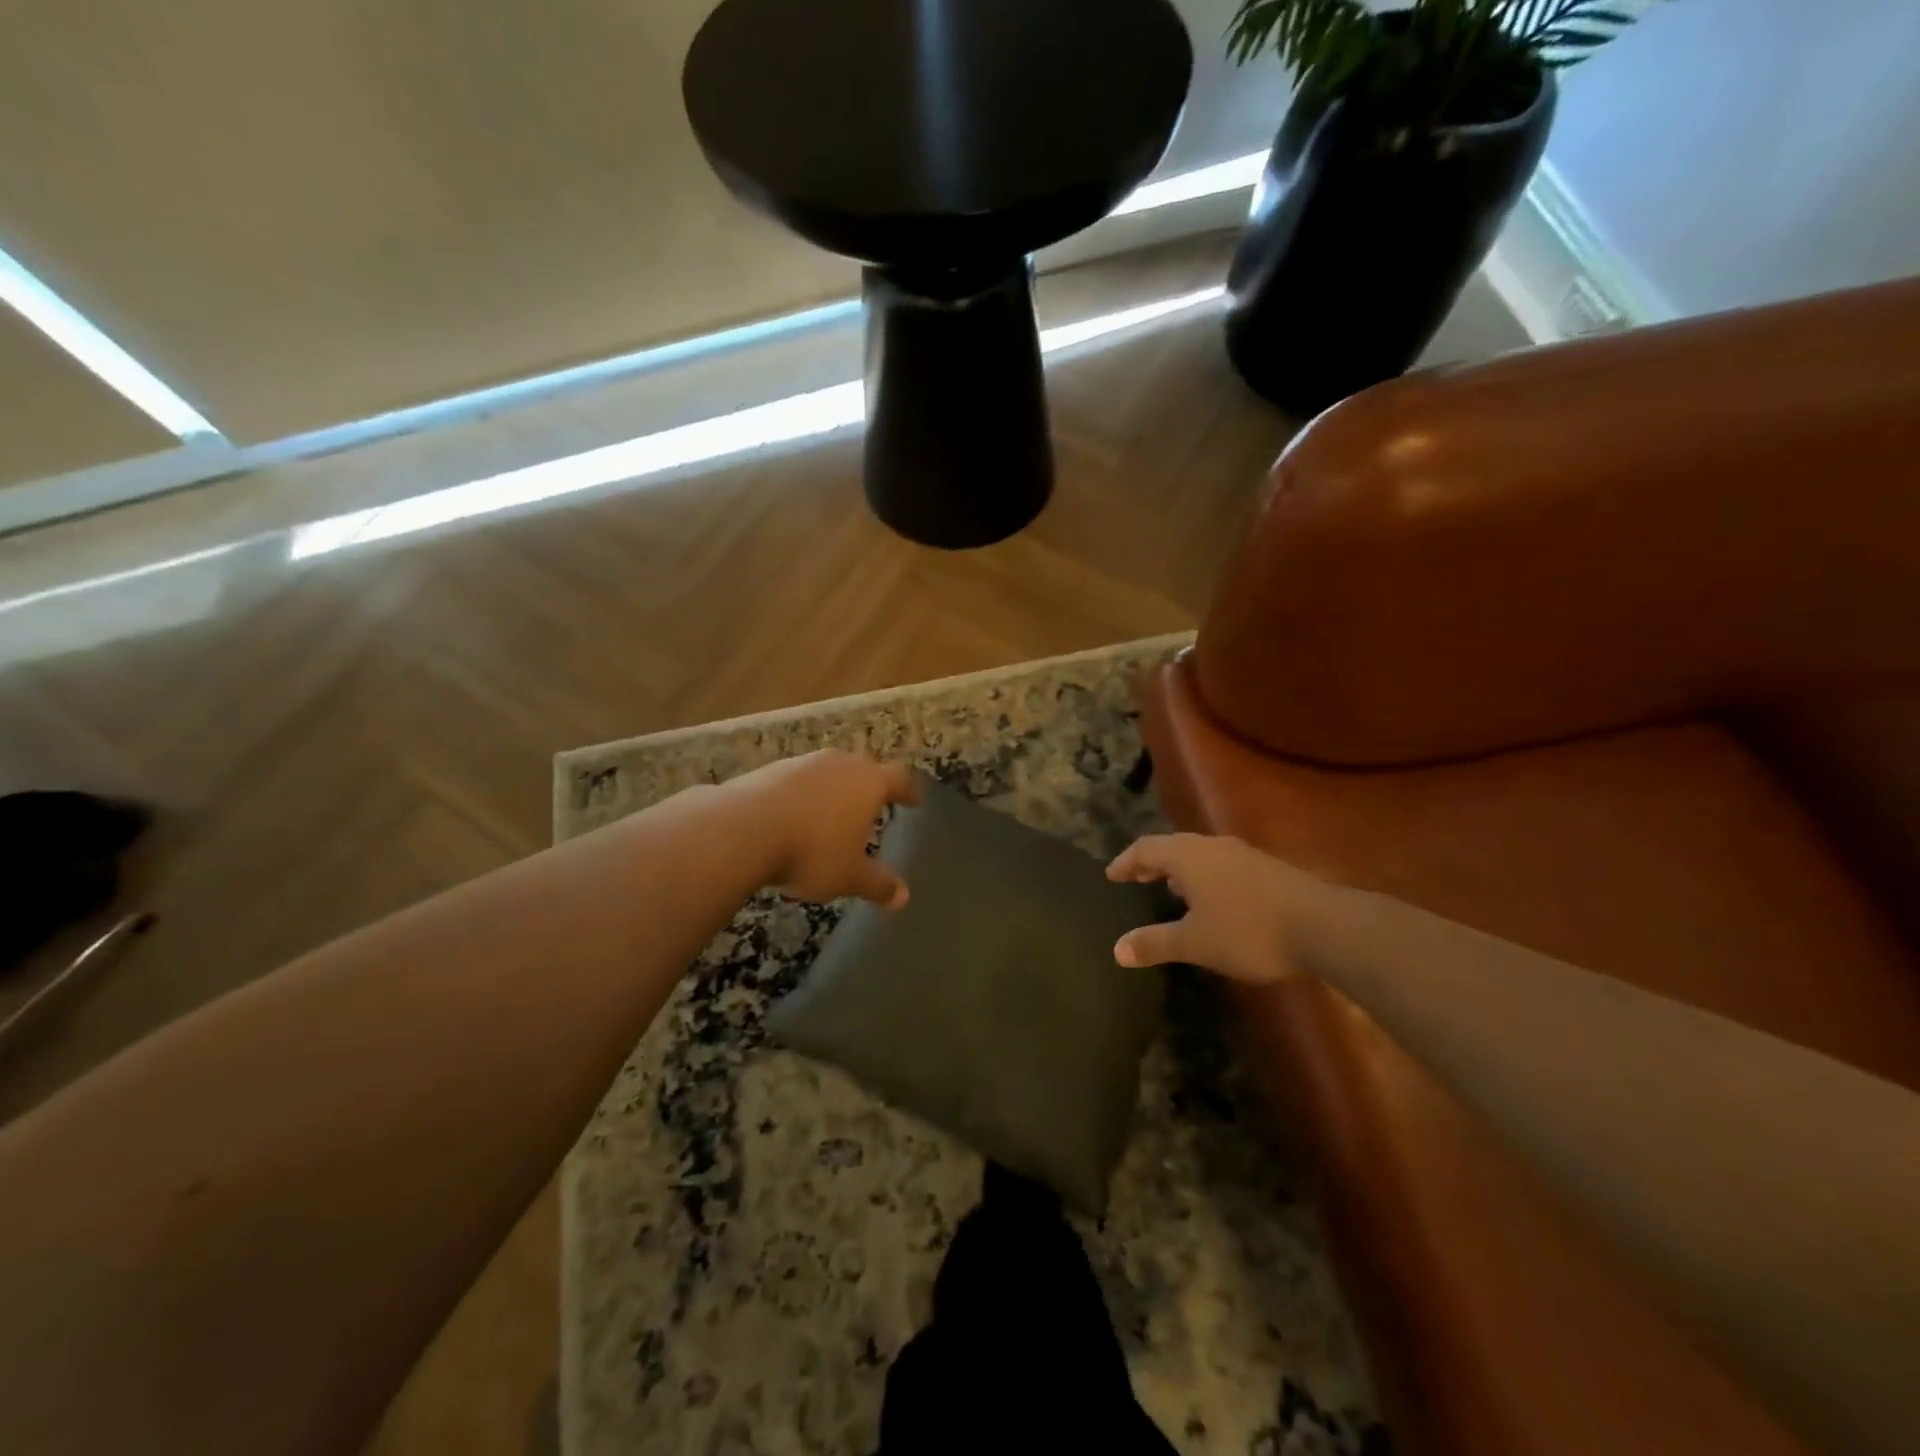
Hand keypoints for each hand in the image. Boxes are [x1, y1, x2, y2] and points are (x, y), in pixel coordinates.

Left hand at [724, 750, 920, 908]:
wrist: (742, 829)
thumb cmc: (811, 851)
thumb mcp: (849, 876)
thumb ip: (878, 884)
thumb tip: (903, 898)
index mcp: (869, 782)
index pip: (899, 780)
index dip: (908, 791)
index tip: (914, 800)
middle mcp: (840, 764)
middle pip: (863, 769)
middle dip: (870, 786)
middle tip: (874, 803)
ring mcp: (804, 763)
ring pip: (828, 772)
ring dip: (834, 789)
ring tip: (833, 813)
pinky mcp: (771, 769)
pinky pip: (798, 781)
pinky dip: (803, 795)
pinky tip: (795, 817)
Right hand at [1105, 833, 1320, 984]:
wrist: (1323, 926)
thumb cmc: (1248, 930)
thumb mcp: (1195, 943)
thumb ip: (1155, 943)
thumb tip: (1116, 950)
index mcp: (1188, 856)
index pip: (1145, 848)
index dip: (1125, 861)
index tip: (1111, 875)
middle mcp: (1212, 846)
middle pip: (1172, 846)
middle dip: (1151, 862)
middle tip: (1136, 878)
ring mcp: (1243, 854)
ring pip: (1200, 854)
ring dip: (1180, 869)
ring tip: (1171, 889)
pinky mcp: (1266, 868)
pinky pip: (1221, 864)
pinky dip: (1204, 876)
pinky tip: (1213, 901)